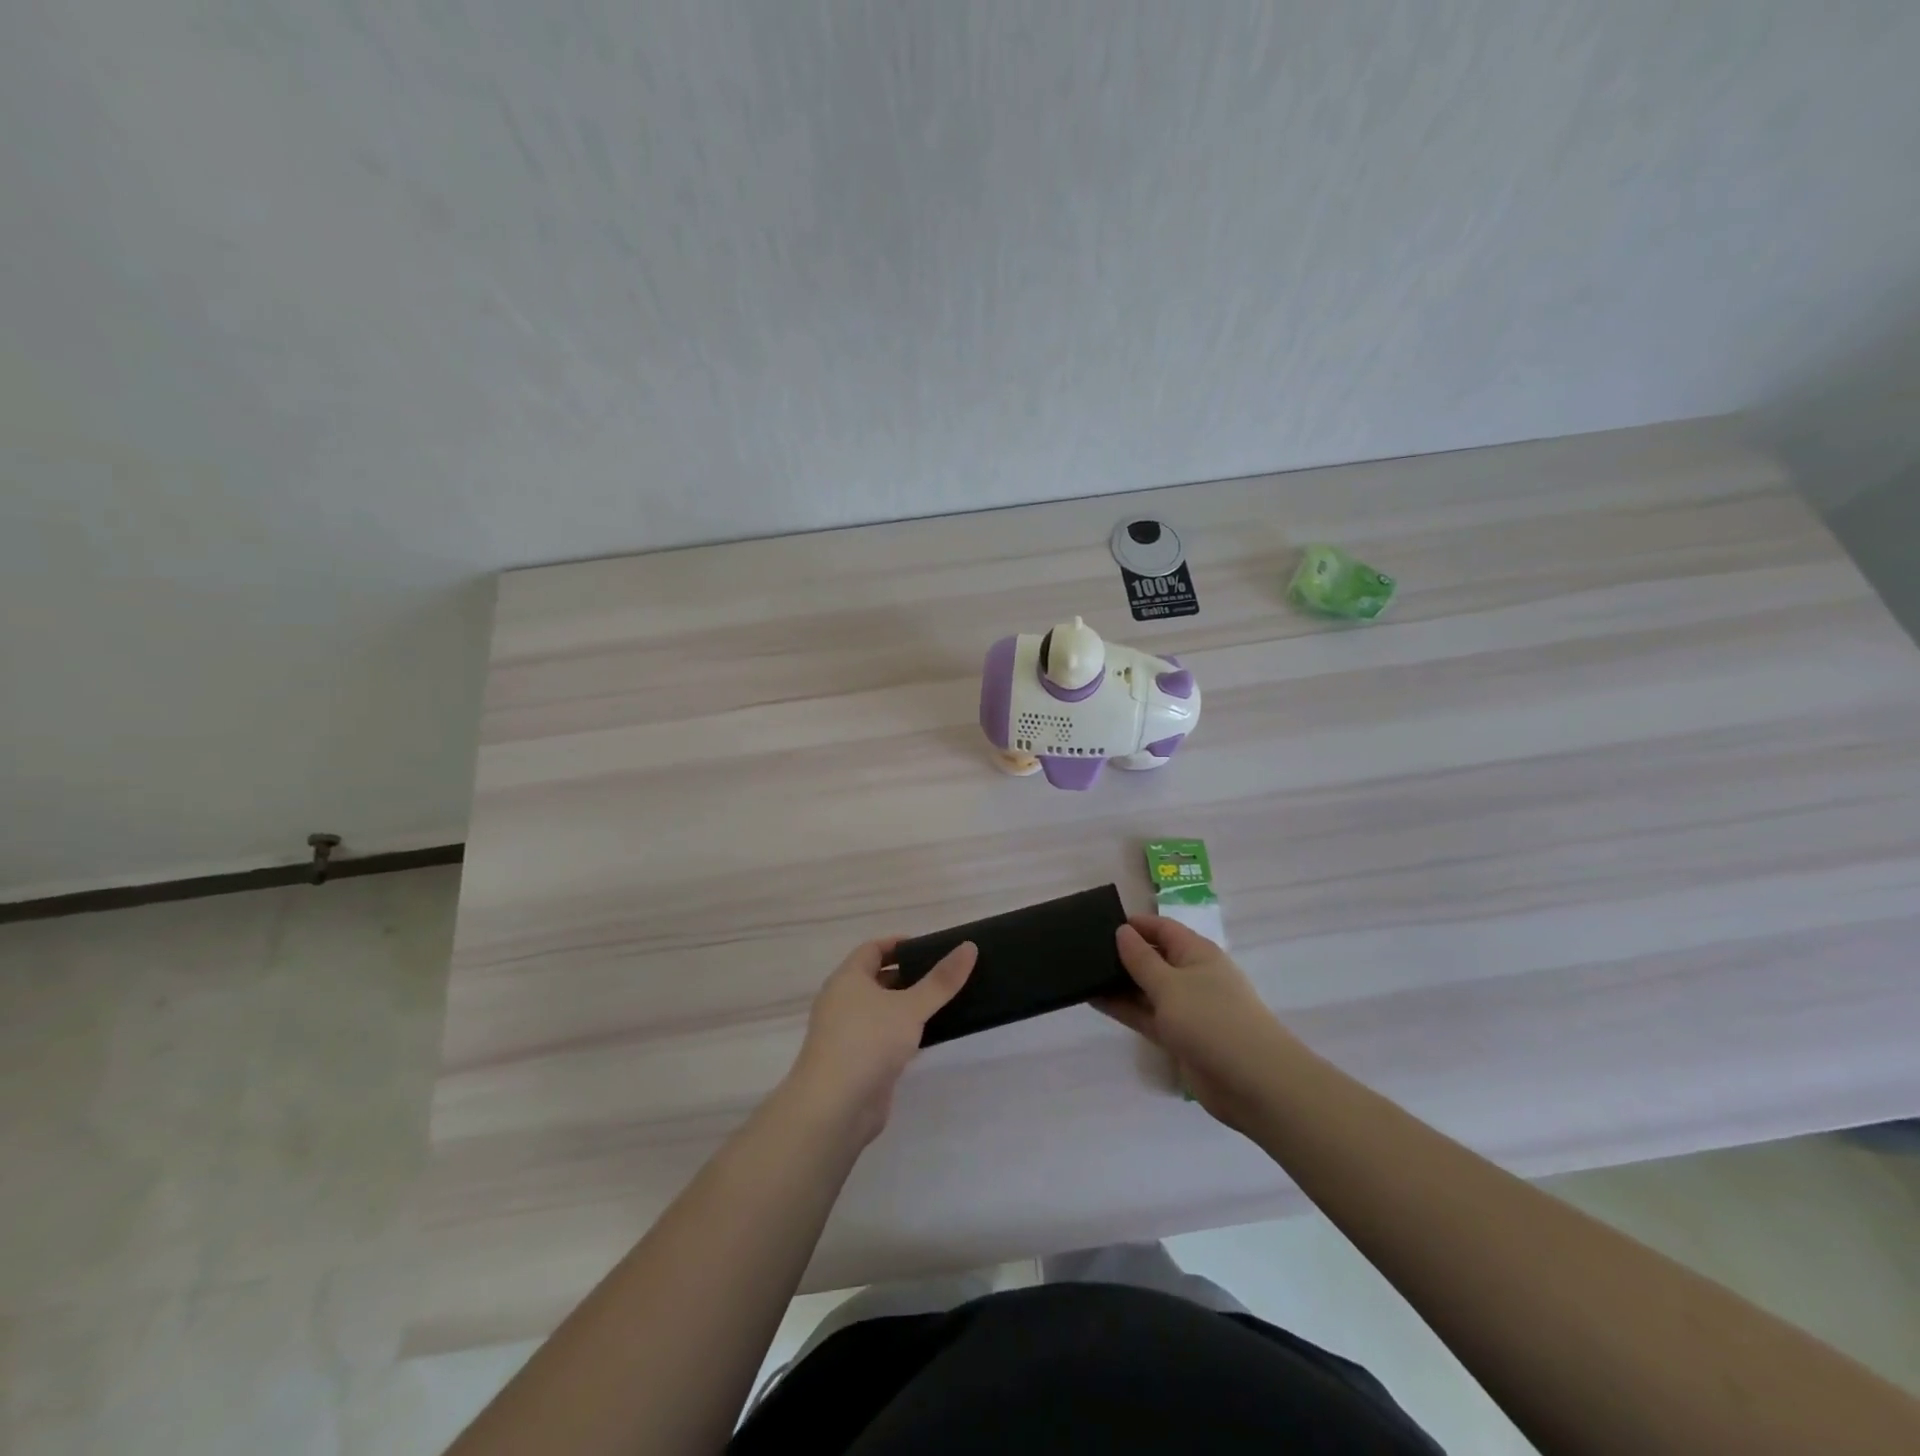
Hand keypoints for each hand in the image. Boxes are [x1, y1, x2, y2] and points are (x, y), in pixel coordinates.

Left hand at [784, 937, 976, 1144]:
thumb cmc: (868, 1042)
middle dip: (908, 976)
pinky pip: (883, 1038)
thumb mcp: (910, 1007)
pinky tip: (929, 1038)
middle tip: (944, 976)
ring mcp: (847, 1034)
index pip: (872, 949)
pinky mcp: (857, 1062)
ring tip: (944, 1004)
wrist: (835, 1108)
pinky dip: (903, 1034)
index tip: (930, 948)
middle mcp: (842, 1002)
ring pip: (881, 1011)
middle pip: (877, 979)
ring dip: (907, 1007)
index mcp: (847, 979)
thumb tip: (969, 946)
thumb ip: (941, 980)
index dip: (899, 945)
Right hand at [1096, 915, 1291, 1131]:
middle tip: (1082, 950)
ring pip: (1146, 989)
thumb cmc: (1212, 1020)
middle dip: (1122, 954)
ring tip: (1081, 974)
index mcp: (1197, 953)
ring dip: (1119, 983)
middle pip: (1153, 957)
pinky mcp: (1180, 1036)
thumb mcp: (1170, 984)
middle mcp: (1192, 976)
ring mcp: (1187, 1008)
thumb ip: (1142, 959)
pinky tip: (1095, 1000)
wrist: (1253, 1083)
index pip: (1162, 928)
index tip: (1098, 923)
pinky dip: (1124, 1008)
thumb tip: (1122, 931)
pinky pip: (1146, 1015)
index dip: (1134, 924)